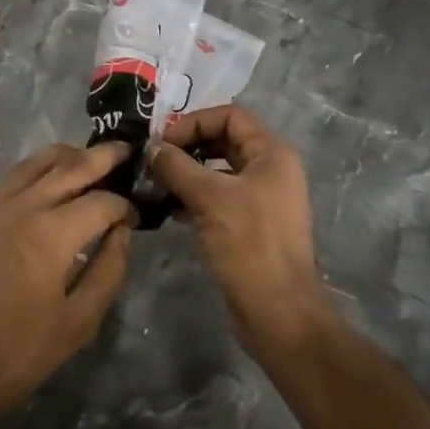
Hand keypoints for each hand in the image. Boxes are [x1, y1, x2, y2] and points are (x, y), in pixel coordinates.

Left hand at [0, 141, 134, 428]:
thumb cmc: (17, 353)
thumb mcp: (78, 323)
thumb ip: (108, 271)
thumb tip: (121, 233)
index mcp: (53, 234)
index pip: (102, 202)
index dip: (125, 207)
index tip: (136, 219)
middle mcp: (24, 206)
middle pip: (71, 167)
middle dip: (103, 157)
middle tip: (126, 150)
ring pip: (37, 162)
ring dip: (68, 155)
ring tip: (89, 157)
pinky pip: (12, 176)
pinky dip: (37, 167)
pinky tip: (48, 177)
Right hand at [148, 105, 332, 357]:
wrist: (278, 312)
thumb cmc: (249, 244)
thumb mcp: (209, 198)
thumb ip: (177, 167)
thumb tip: (151, 148)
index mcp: (271, 154)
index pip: (230, 116)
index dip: (194, 122)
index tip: (162, 142)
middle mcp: (270, 170)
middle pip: (223, 141)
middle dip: (187, 147)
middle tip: (154, 161)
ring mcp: (261, 199)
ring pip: (218, 172)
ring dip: (187, 174)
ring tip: (155, 185)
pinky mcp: (250, 225)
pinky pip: (218, 198)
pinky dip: (194, 198)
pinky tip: (169, 210)